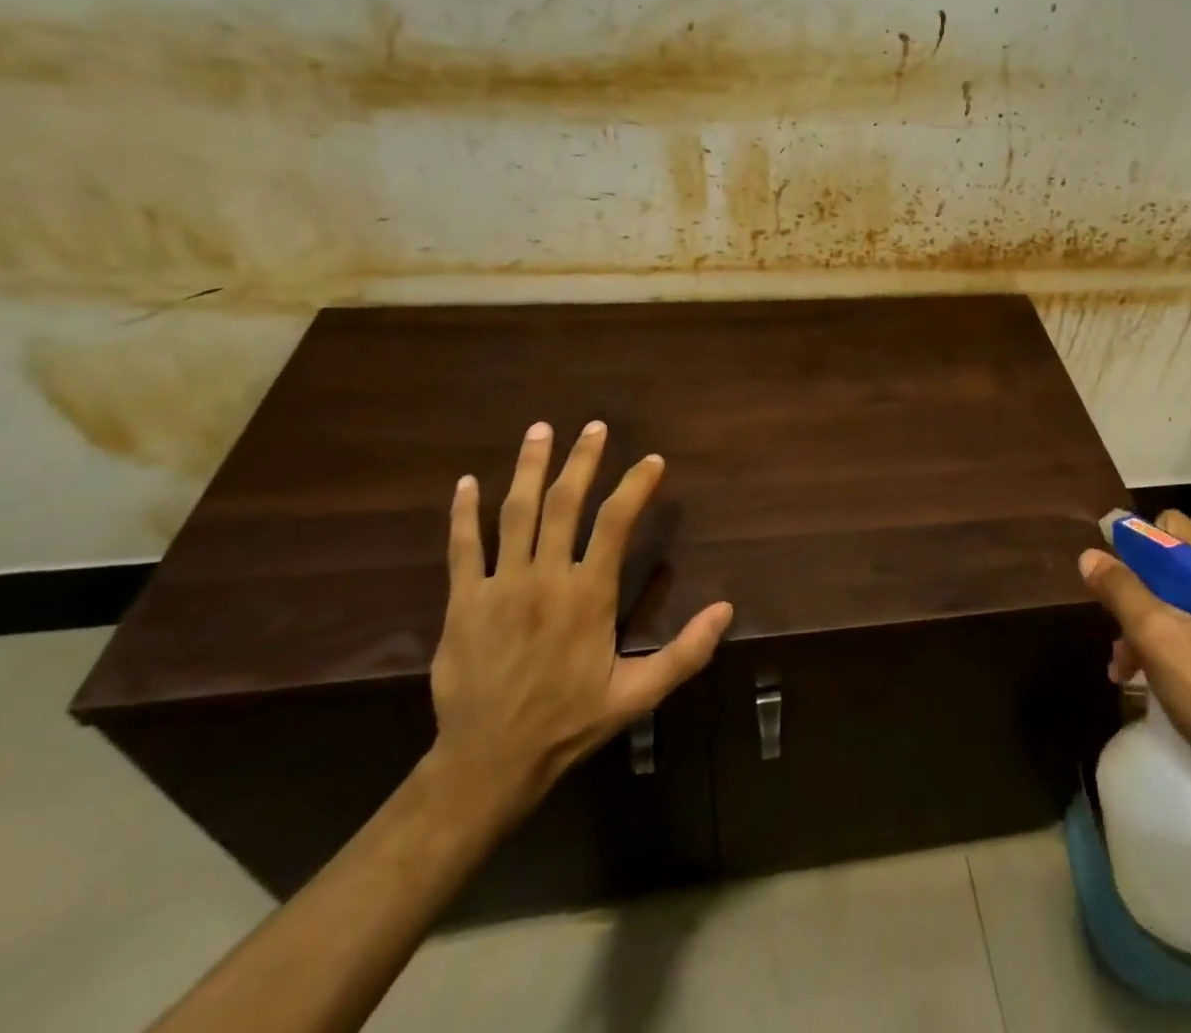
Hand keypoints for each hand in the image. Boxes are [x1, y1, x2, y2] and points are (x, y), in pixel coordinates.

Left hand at [427, 421, 733, 823]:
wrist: (488, 763)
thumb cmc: (569, 723)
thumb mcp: (638, 695)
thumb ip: (685, 651)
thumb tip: (727, 609)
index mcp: (588, 594)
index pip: (615, 522)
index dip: (635, 486)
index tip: (652, 461)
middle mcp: (545, 578)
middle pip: (563, 504)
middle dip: (581, 461)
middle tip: (594, 426)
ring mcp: (499, 586)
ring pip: (514, 513)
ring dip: (527, 468)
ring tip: (539, 431)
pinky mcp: (463, 602)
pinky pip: (463, 548)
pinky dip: (464, 513)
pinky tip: (467, 483)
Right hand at [1078, 510, 1190, 831]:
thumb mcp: (1157, 638)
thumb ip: (1121, 590)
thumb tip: (1090, 555)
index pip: (1169, 528)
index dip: (1133, 548)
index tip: (1109, 583)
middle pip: (1175, 565)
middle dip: (1137, 596)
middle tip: (1116, 634)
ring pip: (1186, 598)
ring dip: (1150, 624)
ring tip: (1124, 665)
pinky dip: (1174, 641)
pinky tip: (1151, 675)